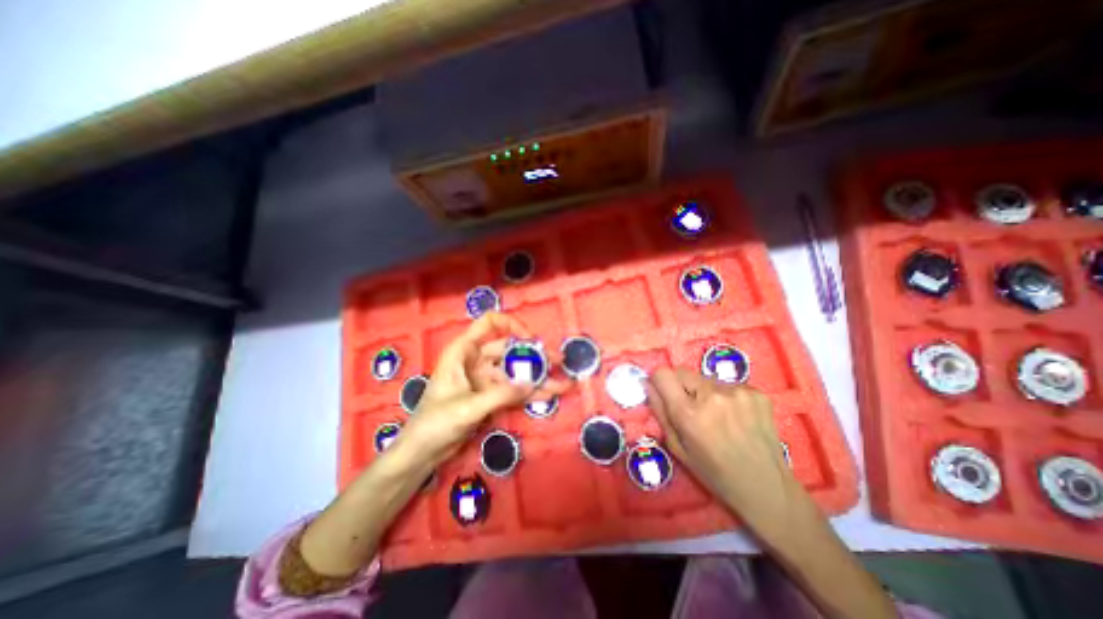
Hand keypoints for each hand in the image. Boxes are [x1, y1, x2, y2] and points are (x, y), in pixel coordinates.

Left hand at [400, 317, 568, 466]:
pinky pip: (514, 390)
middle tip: (559, 361)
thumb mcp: (467, 407)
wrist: (422, 453)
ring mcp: (485, 378)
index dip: (511, 325)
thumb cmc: (434, 424)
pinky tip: (550, 394)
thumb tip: (532, 383)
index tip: (530, 339)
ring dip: (538, 377)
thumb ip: (500, 394)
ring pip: (515, 371)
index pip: (489, 324)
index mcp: (463, 351)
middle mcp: (476, 360)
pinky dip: (530, 393)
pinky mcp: (491, 396)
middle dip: (535, 355)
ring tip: (563, 382)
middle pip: (510, 349)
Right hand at [642, 368, 798, 526]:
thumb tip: (648, 384)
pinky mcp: (756, 392)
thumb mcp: (677, 448)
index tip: (663, 392)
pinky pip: (727, 385)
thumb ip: (660, 412)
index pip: (663, 374)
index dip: (659, 381)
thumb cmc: (715, 473)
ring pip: (705, 379)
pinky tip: (736, 418)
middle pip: (683, 372)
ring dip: (704, 392)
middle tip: (692, 410)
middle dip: (681, 387)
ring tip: (718, 417)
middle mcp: (713, 396)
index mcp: (689, 414)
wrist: (767, 488)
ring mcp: (738, 392)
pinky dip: (726, 397)